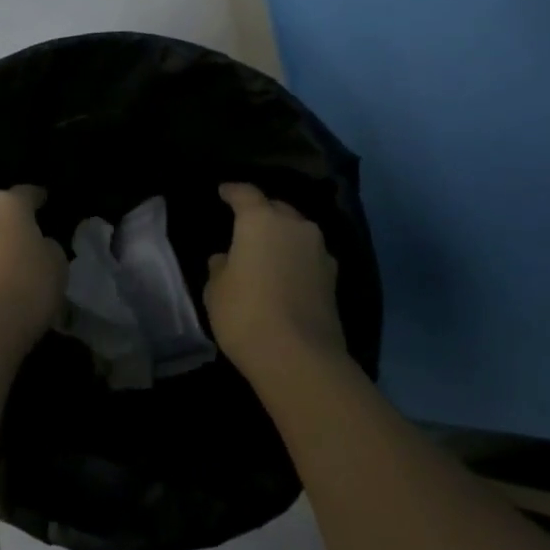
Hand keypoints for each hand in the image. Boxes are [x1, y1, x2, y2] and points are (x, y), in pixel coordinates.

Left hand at [0, 185, 67, 352]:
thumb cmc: (28, 287)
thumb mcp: (57, 263)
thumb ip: (47, 245)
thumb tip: (35, 245)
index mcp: (6, 204)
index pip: (26, 193)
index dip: (38, 198)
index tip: (45, 202)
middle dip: (9, 222)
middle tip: (26, 237)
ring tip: (9, 261)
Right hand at [205, 182, 346, 381]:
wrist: (300, 357)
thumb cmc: (246, 314)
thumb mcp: (216, 291)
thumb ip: (220, 267)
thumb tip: (226, 259)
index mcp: (261, 221)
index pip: (245, 194)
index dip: (233, 191)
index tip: (223, 191)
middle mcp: (295, 226)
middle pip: (277, 209)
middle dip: (261, 212)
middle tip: (244, 224)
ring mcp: (319, 252)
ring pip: (297, 232)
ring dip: (282, 236)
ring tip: (265, 250)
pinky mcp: (333, 278)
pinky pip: (308, 256)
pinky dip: (296, 259)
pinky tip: (284, 274)